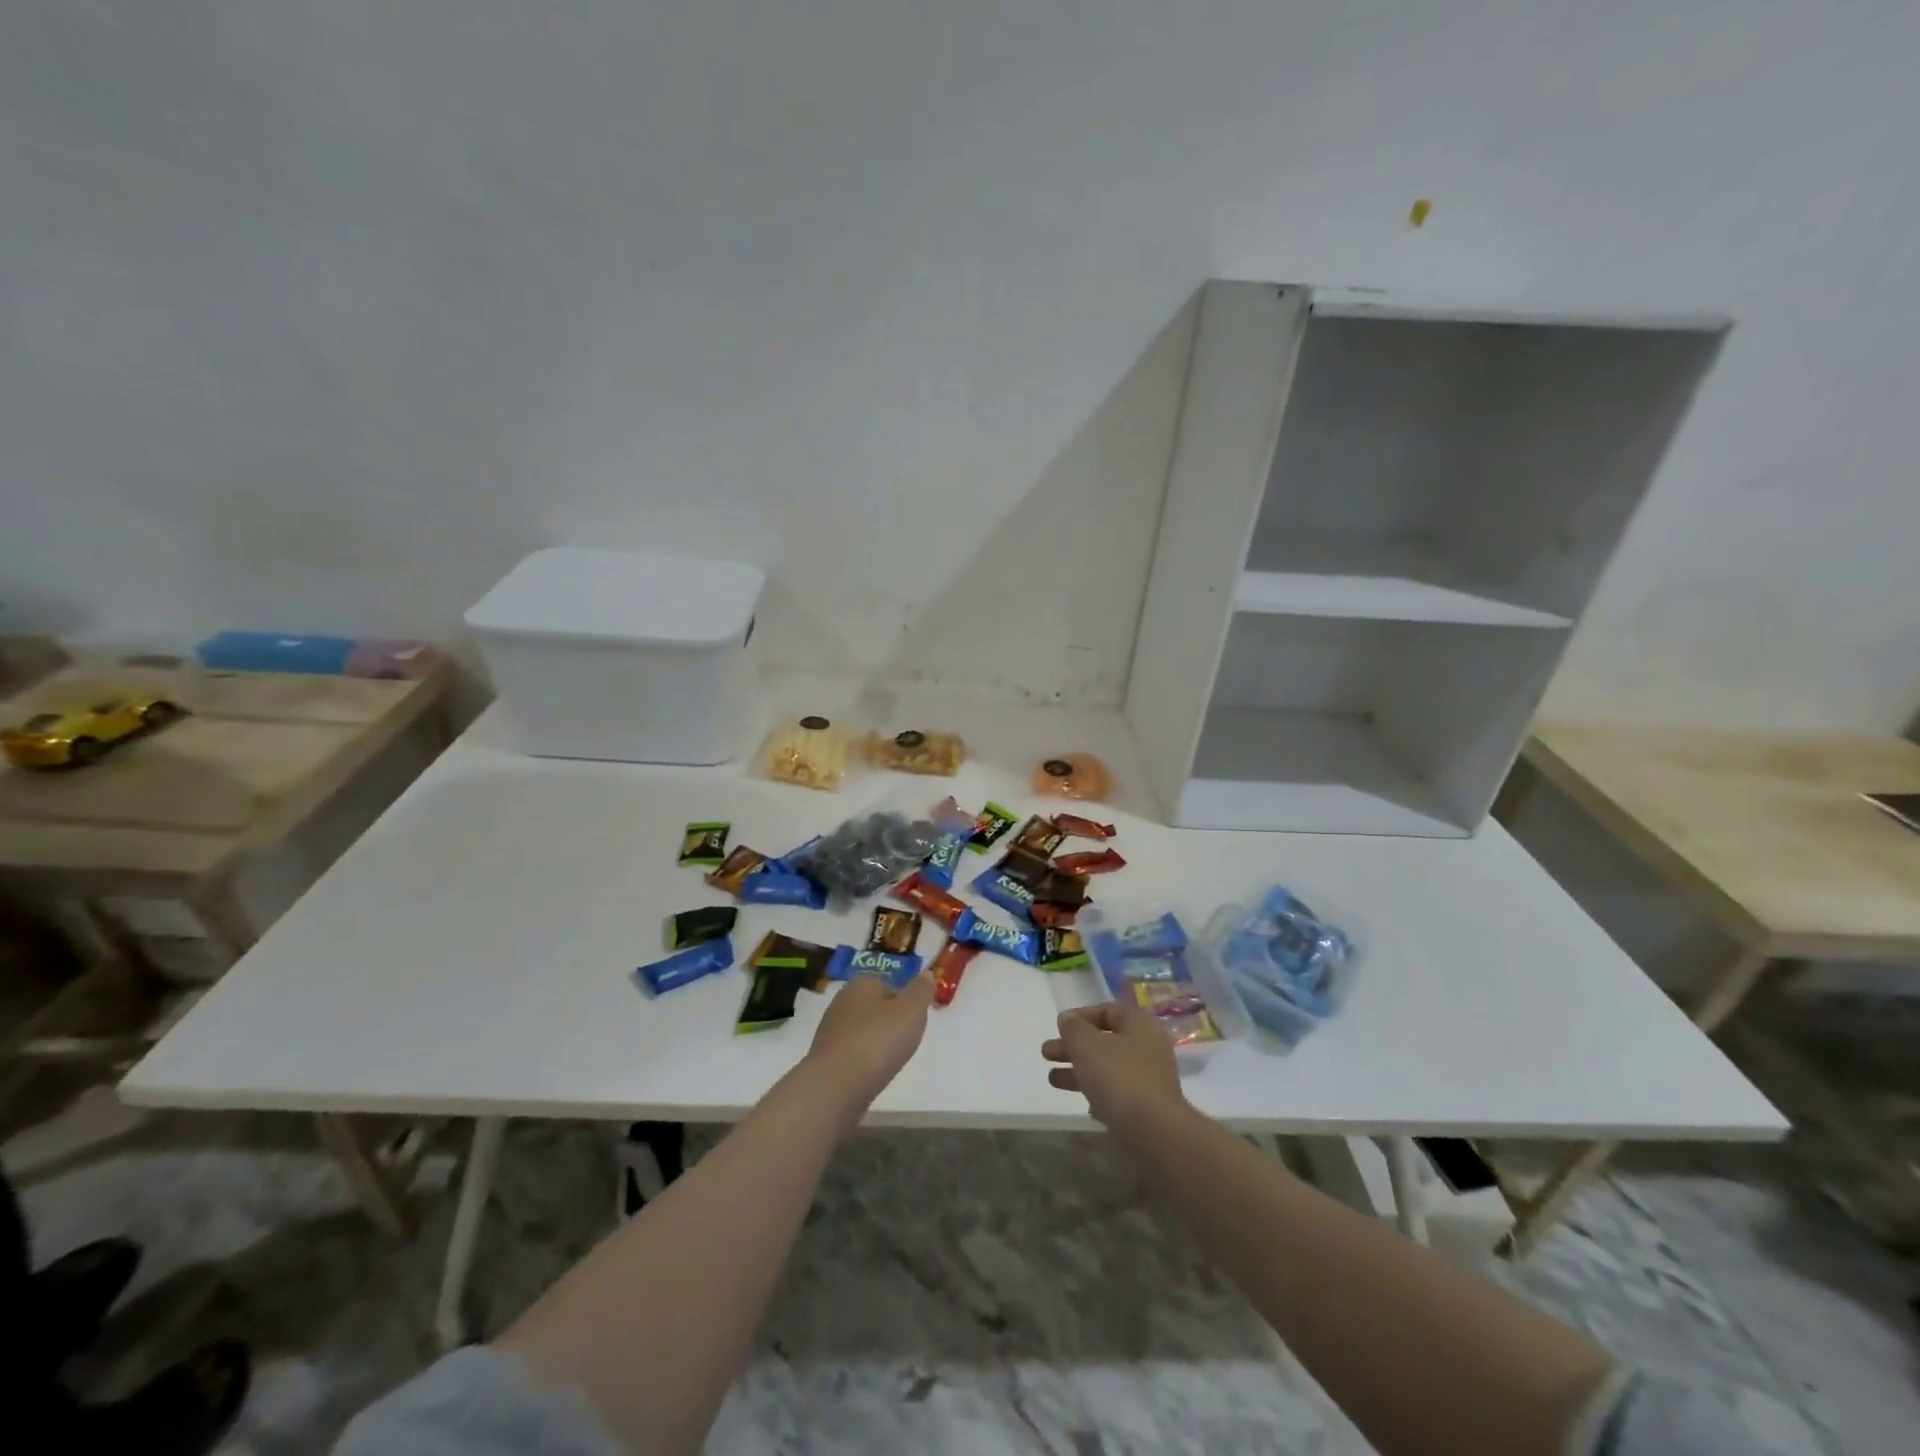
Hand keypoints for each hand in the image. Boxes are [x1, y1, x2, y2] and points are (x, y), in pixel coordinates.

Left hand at [803, 971, 935, 1121]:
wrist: (835, 1086)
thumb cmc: (878, 1041)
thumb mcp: (911, 1010)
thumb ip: (921, 991)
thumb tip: (926, 974)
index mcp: (861, 984)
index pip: (888, 984)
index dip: (905, 1002)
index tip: (916, 1021)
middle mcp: (841, 1002)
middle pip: (874, 1008)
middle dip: (889, 1023)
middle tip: (906, 1042)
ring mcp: (829, 1032)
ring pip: (862, 1032)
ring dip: (875, 1043)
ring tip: (890, 1061)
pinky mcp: (824, 1060)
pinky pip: (851, 1054)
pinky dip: (863, 1062)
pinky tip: (871, 1076)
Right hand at [1042, 1001, 1187, 1137]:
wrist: (1154, 1132)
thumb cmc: (1119, 1077)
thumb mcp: (1086, 1044)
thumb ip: (1073, 1028)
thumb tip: (1067, 1019)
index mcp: (1139, 1024)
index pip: (1108, 1011)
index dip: (1080, 1016)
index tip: (1058, 1027)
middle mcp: (1148, 1047)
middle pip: (1105, 1040)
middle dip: (1073, 1046)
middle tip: (1046, 1053)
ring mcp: (1150, 1079)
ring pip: (1108, 1068)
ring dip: (1079, 1070)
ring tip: (1052, 1079)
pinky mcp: (1148, 1107)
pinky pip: (1118, 1093)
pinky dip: (1098, 1094)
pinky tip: (1084, 1105)